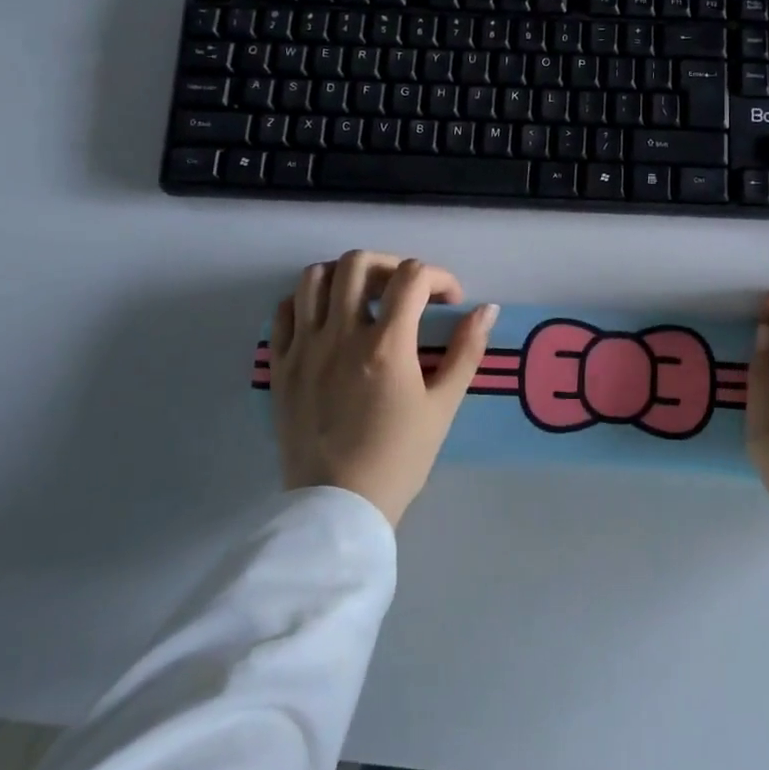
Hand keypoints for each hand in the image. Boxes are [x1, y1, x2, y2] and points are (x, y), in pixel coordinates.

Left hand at [269, 251, 497, 526]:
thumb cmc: (398, 458)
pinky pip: (284, 310)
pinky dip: (307, 300)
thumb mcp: (443, 406)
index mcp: (385, 345)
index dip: (439, 277)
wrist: (338, 507)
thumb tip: (488, 309)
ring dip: (345, 276)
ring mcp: (304, 348)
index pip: (413, 276)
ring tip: (364, 297)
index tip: (449, 302)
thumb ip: (467, 352)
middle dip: (391, 264)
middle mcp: (341, 334)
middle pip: (359, 262)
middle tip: (406, 290)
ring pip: (315, 277)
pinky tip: (326, 319)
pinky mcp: (280, 365)